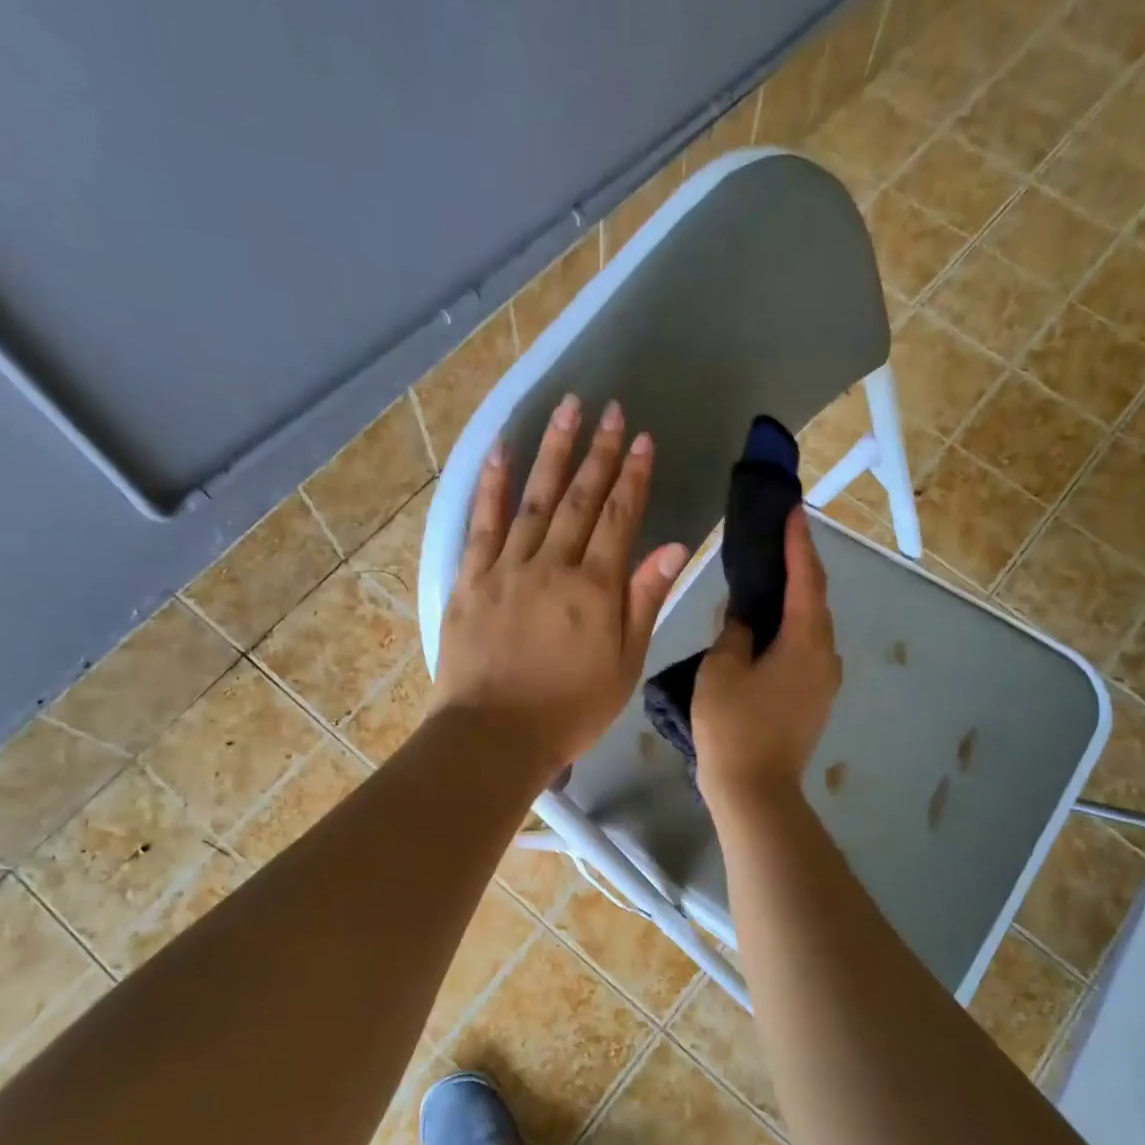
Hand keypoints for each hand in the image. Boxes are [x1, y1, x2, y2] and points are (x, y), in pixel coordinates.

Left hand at [435, 394, 687, 782]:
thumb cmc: (570, 710)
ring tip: (566, 410)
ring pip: (534, 499)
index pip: (620, 518)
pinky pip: (482, 523)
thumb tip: (673, 547)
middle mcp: (551, 565)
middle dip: (599, 452)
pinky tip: (501, 451)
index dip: (634, 476)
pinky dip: (492, 485)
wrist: (495, 735)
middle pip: (579, 499)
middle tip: (611, 409)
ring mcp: (506, 568)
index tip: (644, 438)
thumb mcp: (623, 664)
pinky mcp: (471, 580)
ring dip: (552, 453)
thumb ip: (644, 601)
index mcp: (594, 588)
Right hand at [694, 509, 841, 812]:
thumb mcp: (722, 670)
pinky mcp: (814, 701)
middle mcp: (825, 656)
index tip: (793, 511)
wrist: (755, 791)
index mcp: (805, 641)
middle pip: (816, 601)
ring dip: (795, 601)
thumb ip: (735, 632)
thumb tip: (745, 617)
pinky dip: (791, 631)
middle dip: (800, 568)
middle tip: (778, 540)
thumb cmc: (734, 726)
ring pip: (812, 629)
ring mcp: (824, 682)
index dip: (799, 543)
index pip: (806, 579)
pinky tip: (769, 630)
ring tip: (770, 580)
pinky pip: (806, 652)